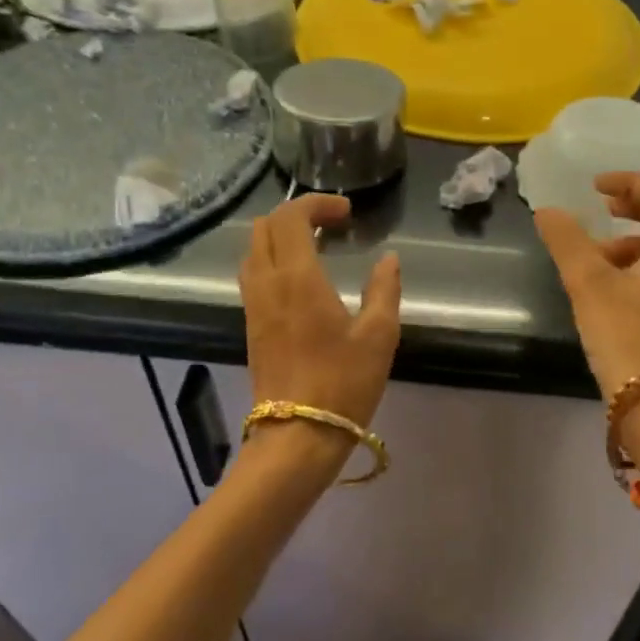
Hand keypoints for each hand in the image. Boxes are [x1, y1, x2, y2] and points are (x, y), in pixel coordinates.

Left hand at [240, 194, 401, 432]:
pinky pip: (253, 274)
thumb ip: (384, 290)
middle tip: (332, 224)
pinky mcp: (250, 325)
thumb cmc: (343, 383)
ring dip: (281, 236)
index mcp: (297, 278)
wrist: (297, 437)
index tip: (347, 212)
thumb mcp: (379, 335)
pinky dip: (273, 259)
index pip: (291, 217)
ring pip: (254, 249)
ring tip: (317, 246)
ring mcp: (253, 305)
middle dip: (296, 214)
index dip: (317, 203)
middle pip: (264, 226)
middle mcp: (267, 283)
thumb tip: (389, 259)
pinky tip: (301, 278)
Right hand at [534, 172, 639, 402]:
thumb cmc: (624, 333)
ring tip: (596, 255)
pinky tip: (610, 285)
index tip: (594, 187)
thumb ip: (567, 241)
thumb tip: (547, 211)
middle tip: (603, 208)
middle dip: (636, 206)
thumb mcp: (588, 282)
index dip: (629, 182)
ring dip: (634, 238)